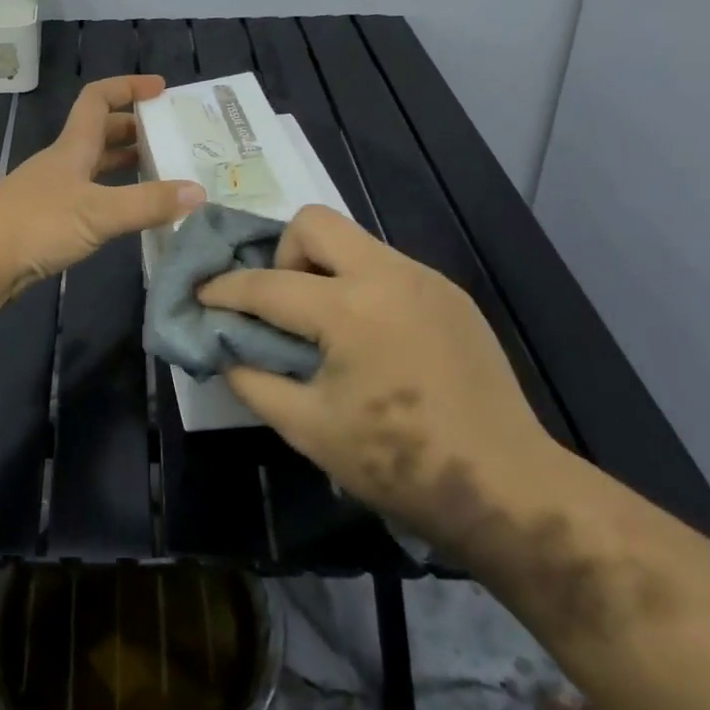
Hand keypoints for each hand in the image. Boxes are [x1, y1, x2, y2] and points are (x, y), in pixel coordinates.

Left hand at [0, 76, 204, 296]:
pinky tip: (126, 214)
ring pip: (94, 166)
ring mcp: (52, 191)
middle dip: (134, 129)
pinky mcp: (46, 220)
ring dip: (124, 164)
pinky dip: (112, 195)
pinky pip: (88, 195)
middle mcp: (62, 162)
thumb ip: (148, 203)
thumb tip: (199, 192)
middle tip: (170, 139)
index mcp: (73, 147)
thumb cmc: (37, 224)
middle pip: (99, 132)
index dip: (128, 87)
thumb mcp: (99, 212)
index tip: (161, 89)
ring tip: (160, 174)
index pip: (98, 99)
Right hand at [198, 205, 554, 555]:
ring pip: (353, 239)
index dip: (225, 289)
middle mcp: (388, 276)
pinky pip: (385, 265)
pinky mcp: (449, 293)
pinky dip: (358, 284)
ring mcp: (425, 279)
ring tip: (322, 322)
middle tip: (280, 303)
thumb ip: (253, 380)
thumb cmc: (399, 464)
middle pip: (313, 222)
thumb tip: (223, 348)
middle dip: (281, 254)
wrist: (508, 487)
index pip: (267, 284)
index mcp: (350, 311)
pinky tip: (367, 335)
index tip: (200, 295)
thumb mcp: (308, 429)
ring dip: (322, 268)